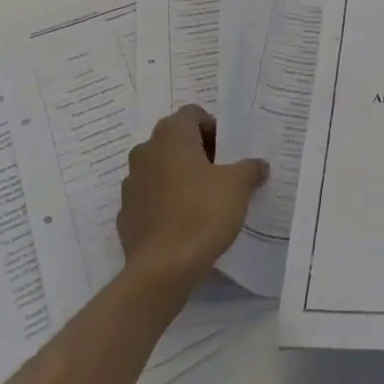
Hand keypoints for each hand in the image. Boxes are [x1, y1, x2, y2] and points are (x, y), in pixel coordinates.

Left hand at [118, 106, 267, 292]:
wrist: (162, 269)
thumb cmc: (202, 213)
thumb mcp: (239, 186)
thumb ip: (250, 168)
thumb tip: (258, 165)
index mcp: (171, 135)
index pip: (192, 113)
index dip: (212, 127)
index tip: (227, 152)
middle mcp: (145, 151)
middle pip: (174, 139)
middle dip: (196, 151)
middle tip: (220, 173)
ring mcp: (130, 183)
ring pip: (160, 168)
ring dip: (178, 175)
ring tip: (202, 199)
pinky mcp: (125, 214)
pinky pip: (149, 197)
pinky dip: (164, 201)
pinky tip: (182, 222)